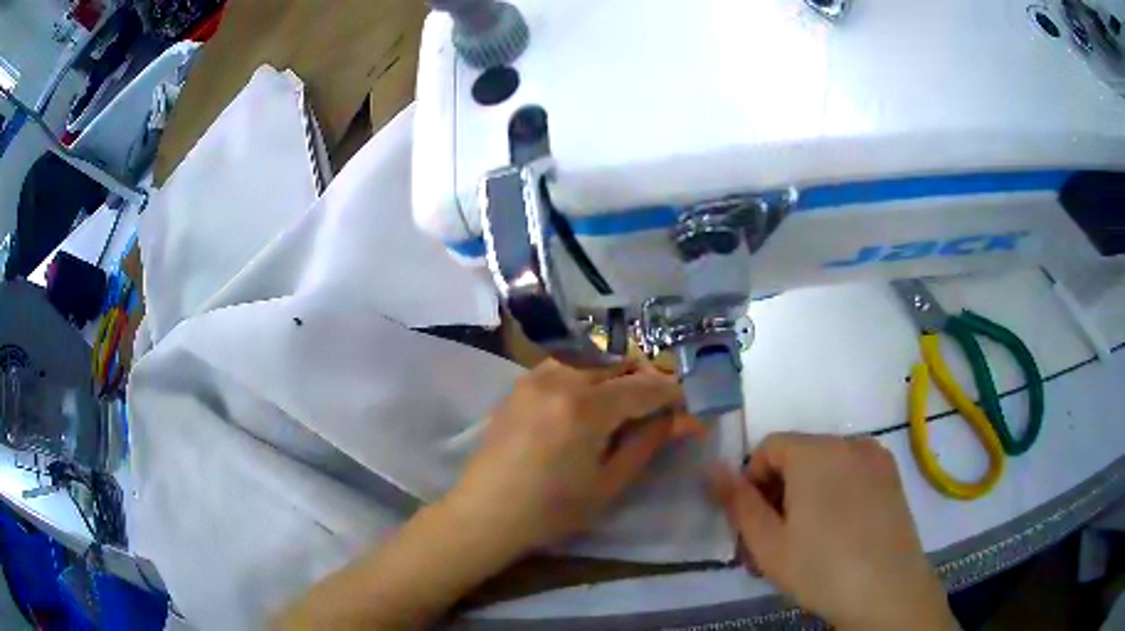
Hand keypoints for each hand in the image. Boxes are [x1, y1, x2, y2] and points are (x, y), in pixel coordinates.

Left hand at [447, 359, 684, 556]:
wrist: (486, 513)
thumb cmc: (551, 511)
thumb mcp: (608, 484)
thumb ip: (645, 444)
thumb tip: (676, 419)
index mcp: (585, 408)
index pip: (644, 386)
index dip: (673, 393)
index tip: (689, 404)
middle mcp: (560, 379)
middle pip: (618, 359)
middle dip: (646, 375)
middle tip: (660, 403)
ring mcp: (535, 377)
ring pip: (591, 356)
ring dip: (617, 370)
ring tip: (628, 400)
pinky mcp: (520, 384)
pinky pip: (565, 363)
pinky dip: (588, 372)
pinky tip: (591, 399)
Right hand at [708, 433, 956, 630]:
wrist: (887, 588)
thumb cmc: (821, 567)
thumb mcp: (767, 542)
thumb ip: (737, 501)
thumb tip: (711, 466)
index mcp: (815, 452)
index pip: (768, 447)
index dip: (752, 482)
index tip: (754, 523)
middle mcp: (848, 442)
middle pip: (798, 456)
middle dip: (779, 493)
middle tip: (772, 542)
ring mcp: (875, 458)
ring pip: (825, 467)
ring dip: (806, 496)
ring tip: (803, 543)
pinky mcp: (892, 476)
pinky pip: (852, 474)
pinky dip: (835, 494)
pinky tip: (837, 534)